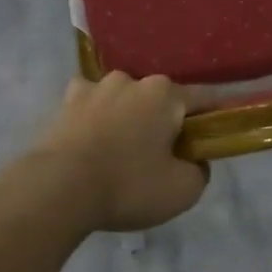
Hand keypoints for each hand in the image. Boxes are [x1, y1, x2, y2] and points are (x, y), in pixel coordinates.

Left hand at [26, 73, 207, 231]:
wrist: (57, 189)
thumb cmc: (128, 186)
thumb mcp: (183, 191)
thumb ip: (199, 171)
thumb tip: (194, 160)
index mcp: (165, 94)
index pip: (203, 99)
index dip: (212, 118)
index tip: (214, 137)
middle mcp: (132, 80)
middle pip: (160, 100)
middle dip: (165, 121)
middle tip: (163, 156)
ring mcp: (96, 87)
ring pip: (123, 99)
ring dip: (127, 117)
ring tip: (121, 151)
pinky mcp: (65, 101)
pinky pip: (89, 104)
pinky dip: (94, 116)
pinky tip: (91, 137)